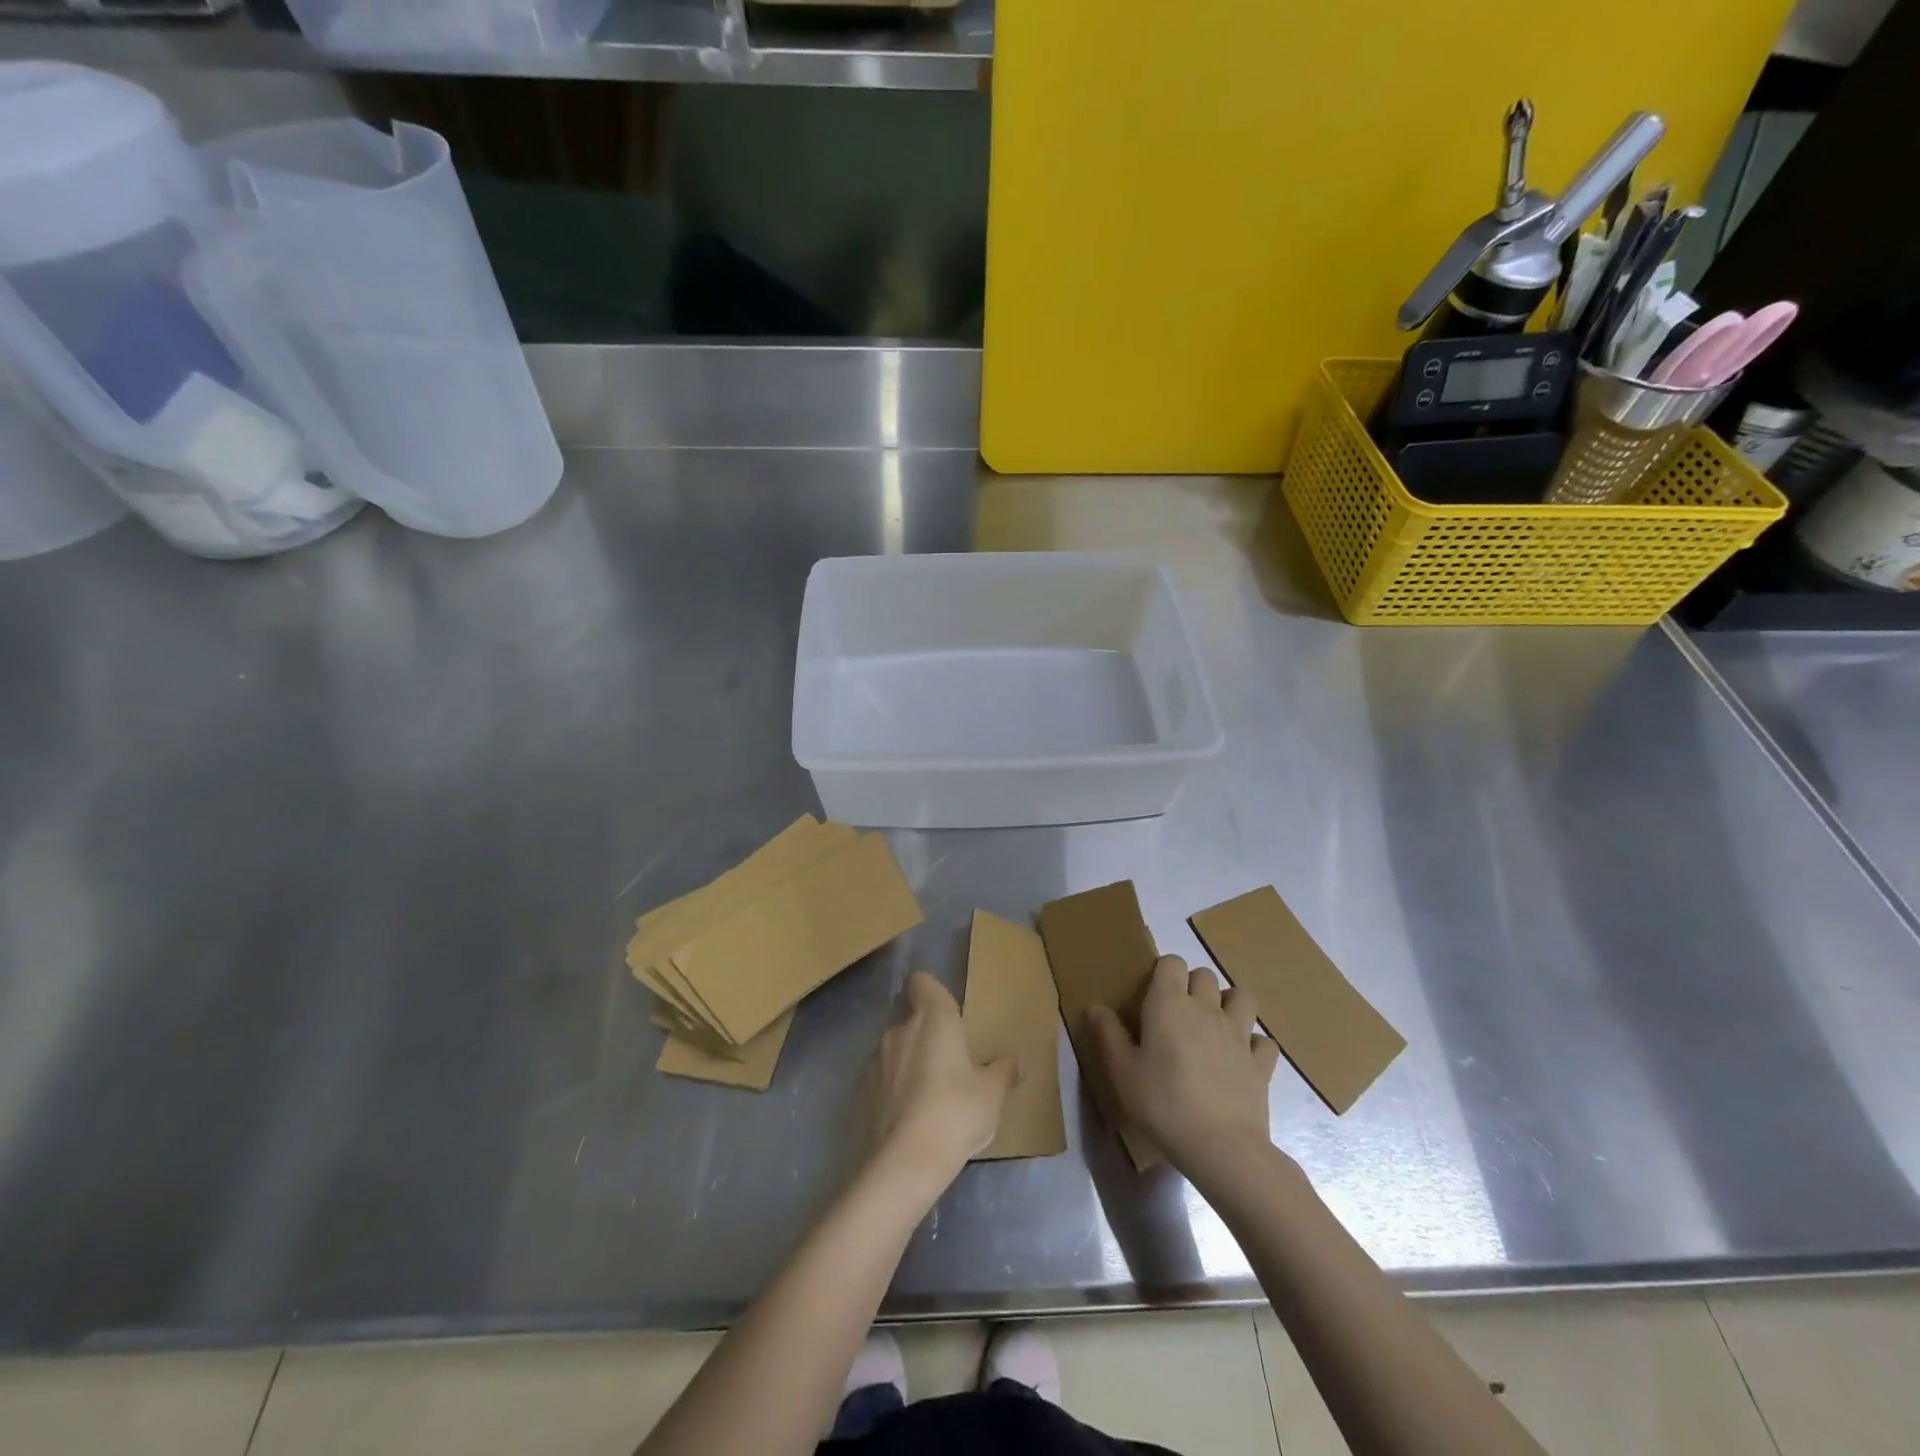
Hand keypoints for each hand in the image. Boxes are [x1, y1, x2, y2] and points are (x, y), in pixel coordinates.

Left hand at [866, 973, 1014, 1203]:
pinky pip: (880, 1080)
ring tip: (928, 1097)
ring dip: (908, 1063)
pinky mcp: (859, 1092)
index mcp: (932, 1018)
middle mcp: (898, 1029)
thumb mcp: (991, 1095)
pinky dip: (892, 1090)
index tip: (948, 1016)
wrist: (902, 1164)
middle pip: (909, 1017)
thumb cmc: (955, 1114)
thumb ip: (1002, 1072)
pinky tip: (908, 1120)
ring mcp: (874, 1060)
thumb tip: (1015, 1062)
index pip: (921, 981)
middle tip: (948, 1063)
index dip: (932, 993)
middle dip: (924, 1034)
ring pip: (894, 1049)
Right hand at [1085, 955, 1280, 1176]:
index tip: (1152, 994)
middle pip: (1205, 975)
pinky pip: (1264, 1042)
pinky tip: (1241, 1059)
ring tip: (1214, 1025)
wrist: (1221, 1147)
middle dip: (1193, 985)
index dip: (1163, 971)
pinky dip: (1254, 1045)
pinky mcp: (1260, 1064)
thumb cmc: (1163, 1104)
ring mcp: (1238, 1035)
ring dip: (1229, 1003)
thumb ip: (1108, 1035)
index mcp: (1169, 1004)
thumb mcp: (1122, 1072)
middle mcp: (1206, 1009)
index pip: (1172, 962)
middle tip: (1177, 1013)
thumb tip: (1095, 1007)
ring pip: (1242, 997)